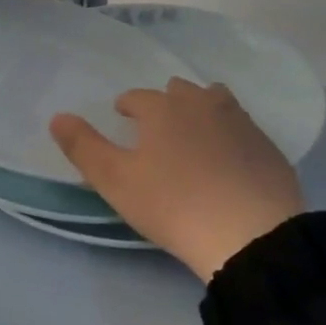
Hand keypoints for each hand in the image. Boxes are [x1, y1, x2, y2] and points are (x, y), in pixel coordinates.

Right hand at [51, 79, 304, 280]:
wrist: (250, 234)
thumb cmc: (172, 204)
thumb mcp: (115, 180)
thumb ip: (83, 146)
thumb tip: (57, 117)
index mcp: (164, 109)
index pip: (139, 96)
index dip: (127, 105)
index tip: (122, 115)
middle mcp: (203, 105)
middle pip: (180, 91)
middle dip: (164, 102)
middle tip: (155, 126)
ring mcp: (241, 123)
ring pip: (216, 101)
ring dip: (200, 109)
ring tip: (192, 133)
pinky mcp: (268, 148)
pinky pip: (242, 128)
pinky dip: (229, 133)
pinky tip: (226, 158)